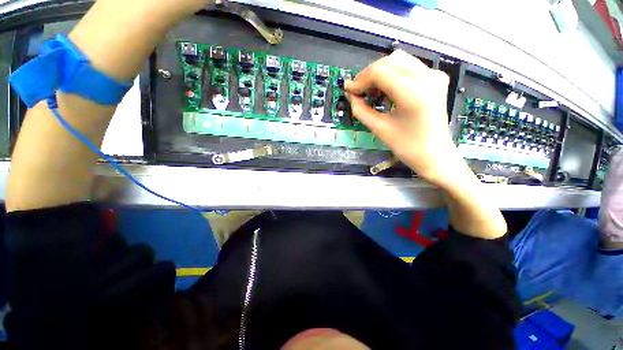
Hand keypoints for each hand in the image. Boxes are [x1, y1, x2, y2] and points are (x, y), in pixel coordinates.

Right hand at [345, 50, 463, 188]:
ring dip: (380, 73)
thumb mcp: (379, 129)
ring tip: (371, 92)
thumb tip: (350, 95)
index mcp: (413, 92)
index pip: (379, 72)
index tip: (349, 91)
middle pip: (389, 61)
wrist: (434, 155)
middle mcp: (427, 77)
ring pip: (399, 60)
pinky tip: (386, 91)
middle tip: (358, 92)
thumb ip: (361, 110)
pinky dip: (393, 75)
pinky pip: (409, 67)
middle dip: (369, 75)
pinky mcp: (436, 79)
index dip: (360, 80)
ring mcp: (434, 76)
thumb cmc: (407, 147)